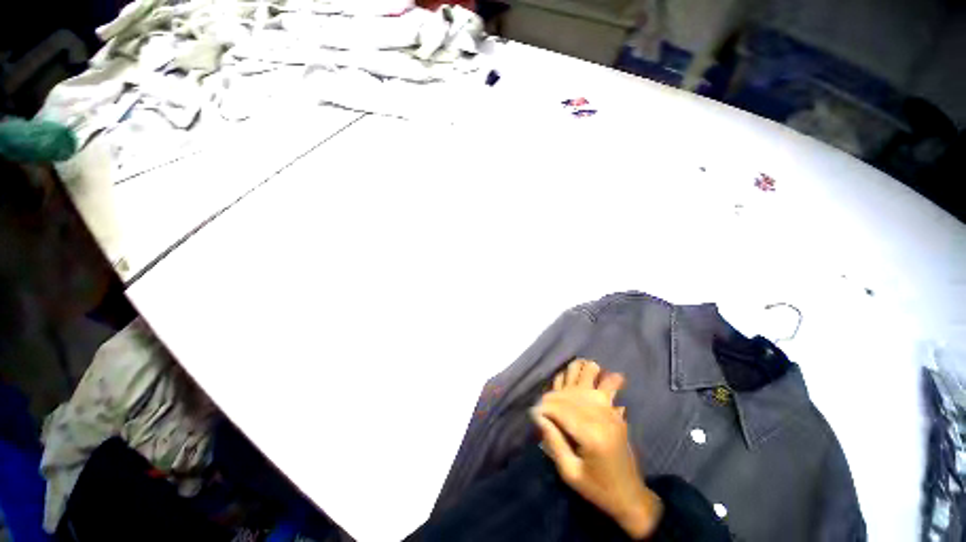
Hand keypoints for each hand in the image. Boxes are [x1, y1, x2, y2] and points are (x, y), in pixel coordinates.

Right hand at [532, 386, 661, 538]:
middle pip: (570, 395)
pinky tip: (572, 389)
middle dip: (551, 398)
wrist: (631, 495)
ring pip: (582, 386)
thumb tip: (539, 416)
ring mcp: (611, 411)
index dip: (544, 408)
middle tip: (540, 408)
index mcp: (593, 436)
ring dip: (566, 387)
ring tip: (554, 398)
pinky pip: (594, 388)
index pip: (561, 410)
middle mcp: (603, 417)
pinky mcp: (614, 410)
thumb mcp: (570, 473)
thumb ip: (553, 441)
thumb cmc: (598, 489)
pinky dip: (580, 384)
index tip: (533, 413)